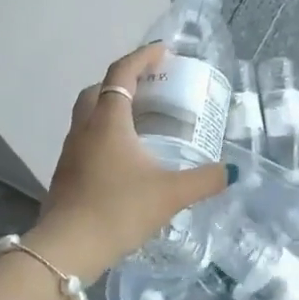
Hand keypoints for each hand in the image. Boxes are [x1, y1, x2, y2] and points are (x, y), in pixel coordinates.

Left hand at [26, 43, 232, 280]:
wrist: (68, 249)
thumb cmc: (119, 210)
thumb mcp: (170, 194)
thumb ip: (204, 180)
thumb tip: (232, 171)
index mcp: (108, 121)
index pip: (122, 73)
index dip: (143, 57)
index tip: (164, 51)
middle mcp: (85, 128)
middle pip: (98, 89)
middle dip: (123, 80)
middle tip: (151, 86)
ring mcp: (71, 151)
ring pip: (88, 114)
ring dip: (111, 107)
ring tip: (140, 119)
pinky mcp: (66, 173)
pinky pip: (86, 138)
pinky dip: (104, 133)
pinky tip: (124, 156)